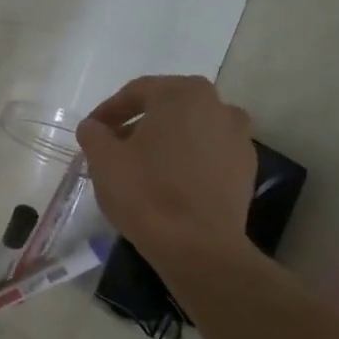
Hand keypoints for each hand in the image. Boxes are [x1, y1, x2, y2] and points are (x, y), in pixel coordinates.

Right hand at [77, 75, 257, 261]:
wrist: (199, 247)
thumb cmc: (147, 194)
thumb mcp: (104, 161)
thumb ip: (93, 134)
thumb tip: (93, 127)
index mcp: (183, 94)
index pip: (137, 92)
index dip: (108, 111)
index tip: (92, 130)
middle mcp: (218, 105)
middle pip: (167, 107)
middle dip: (138, 124)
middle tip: (114, 146)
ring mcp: (239, 137)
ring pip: (191, 130)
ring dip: (165, 141)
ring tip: (142, 166)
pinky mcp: (247, 168)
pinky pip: (209, 154)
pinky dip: (188, 160)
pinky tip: (170, 183)